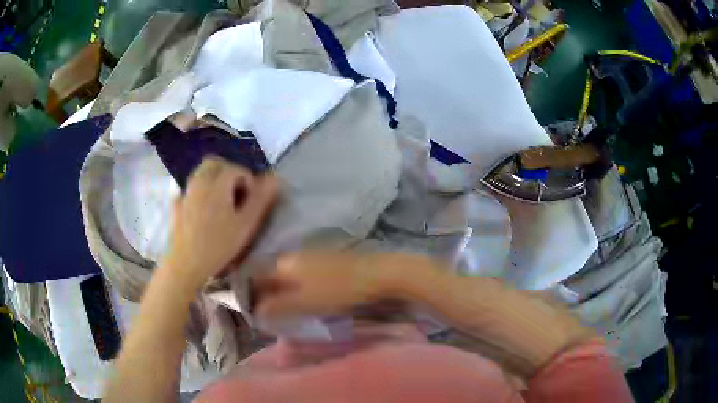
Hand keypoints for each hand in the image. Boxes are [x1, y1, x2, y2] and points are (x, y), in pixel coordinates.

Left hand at [161, 157, 278, 289]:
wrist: (186, 265)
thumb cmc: (219, 245)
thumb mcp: (246, 224)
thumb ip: (260, 198)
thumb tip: (275, 177)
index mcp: (217, 182)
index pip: (237, 169)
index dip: (248, 183)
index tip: (250, 203)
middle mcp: (199, 180)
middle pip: (215, 163)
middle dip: (229, 173)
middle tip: (237, 195)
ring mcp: (185, 192)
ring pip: (201, 173)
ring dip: (215, 180)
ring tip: (223, 204)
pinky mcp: (177, 205)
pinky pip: (191, 189)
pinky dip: (200, 192)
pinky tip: (204, 213)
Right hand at [254, 252, 433, 318]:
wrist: (378, 273)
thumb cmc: (339, 290)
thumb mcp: (304, 302)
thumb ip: (276, 306)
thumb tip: (255, 312)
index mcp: (283, 262)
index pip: (255, 276)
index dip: (249, 293)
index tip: (250, 311)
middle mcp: (292, 255)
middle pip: (270, 275)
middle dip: (264, 293)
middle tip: (266, 313)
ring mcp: (309, 255)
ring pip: (285, 274)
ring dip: (280, 290)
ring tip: (281, 309)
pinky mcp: (324, 259)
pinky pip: (299, 273)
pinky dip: (295, 286)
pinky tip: (301, 297)